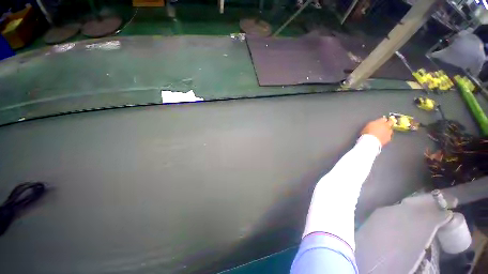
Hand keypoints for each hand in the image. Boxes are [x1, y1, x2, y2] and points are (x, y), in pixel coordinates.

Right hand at [361, 117, 393, 146]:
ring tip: (383, 132)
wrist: (371, 141)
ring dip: (388, 130)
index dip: (383, 120)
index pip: (384, 119)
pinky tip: (383, 137)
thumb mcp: (368, 125)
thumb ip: (374, 123)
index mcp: (381, 121)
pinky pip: (389, 135)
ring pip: (390, 129)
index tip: (382, 120)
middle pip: (390, 123)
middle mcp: (387, 126)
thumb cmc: (367, 132)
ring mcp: (389, 132)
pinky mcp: (389, 138)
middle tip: (385, 125)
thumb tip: (377, 122)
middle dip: (389, 123)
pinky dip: (387, 135)